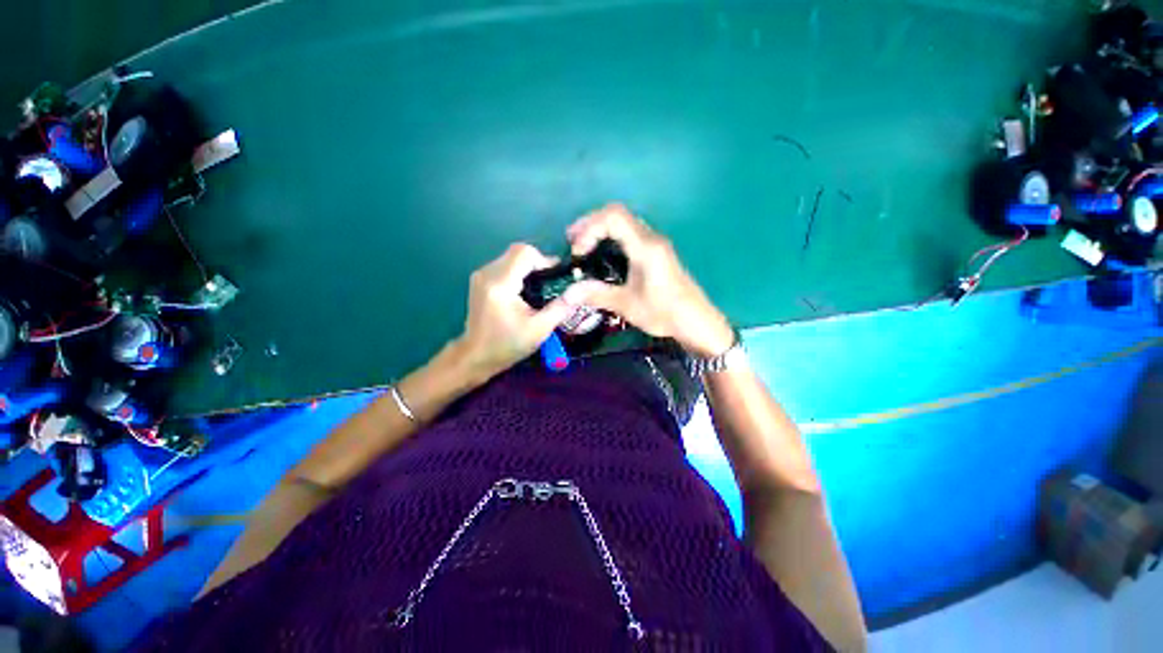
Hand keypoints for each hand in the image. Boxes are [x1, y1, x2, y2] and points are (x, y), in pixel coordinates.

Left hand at [455, 243, 587, 381]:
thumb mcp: (539, 329)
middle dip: (538, 263)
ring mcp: (481, 275)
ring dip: (528, 266)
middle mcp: (487, 273)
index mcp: (500, 285)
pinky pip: (504, 264)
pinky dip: (519, 271)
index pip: (524, 253)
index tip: (556, 276)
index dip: (544, 260)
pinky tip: (525, 290)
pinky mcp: (480, 279)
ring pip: (511, 256)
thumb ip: (561, 307)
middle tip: (550, 282)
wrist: (476, 355)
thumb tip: (580, 290)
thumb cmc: (507, 345)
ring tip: (539, 287)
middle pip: (518, 251)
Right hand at [566, 204, 734, 357]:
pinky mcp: (656, 252)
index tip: (578, 251)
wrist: (696, 321)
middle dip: (590, 224)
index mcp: (645, 247)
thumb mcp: (627, 305)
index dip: (589, 228)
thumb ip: (597, 295)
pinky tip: (602, 253)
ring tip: (582, 245)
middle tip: (571, 240)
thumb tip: (567, 293)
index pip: (613, 217)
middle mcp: (650, 238)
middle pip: (617, 214)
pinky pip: (629, 233)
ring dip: (600, 228)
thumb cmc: (663, 312)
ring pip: (624, 222)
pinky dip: (611, 236)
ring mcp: (655, 243)